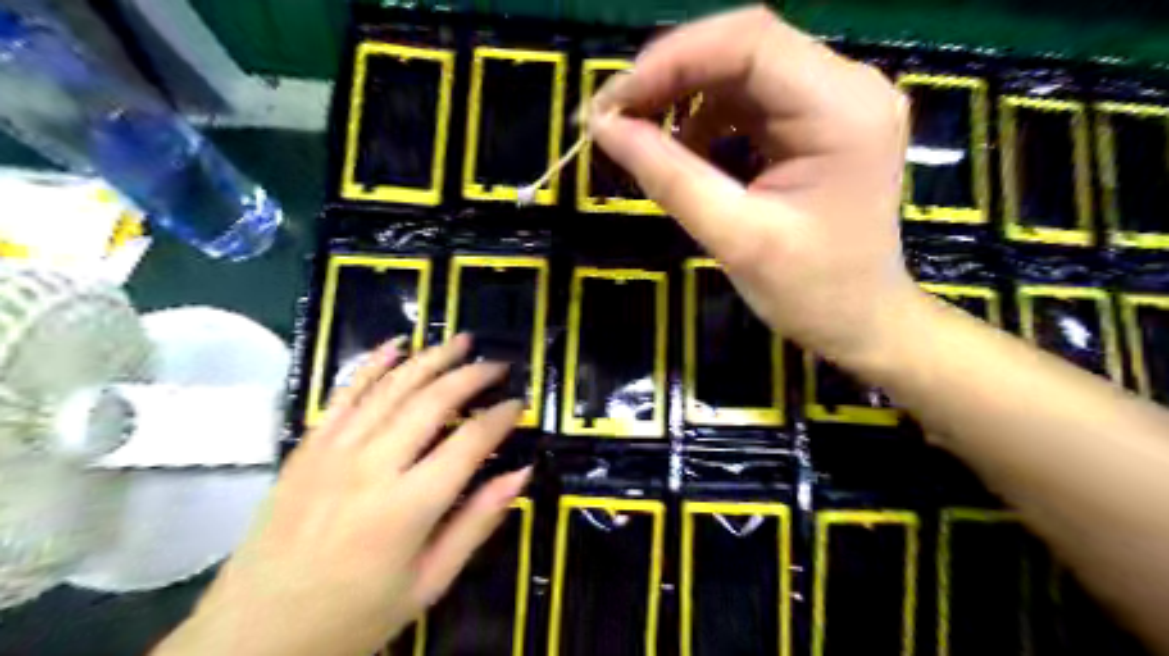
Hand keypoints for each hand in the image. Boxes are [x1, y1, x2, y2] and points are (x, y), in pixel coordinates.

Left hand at [157, 337, 533, 655]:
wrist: (252, 637)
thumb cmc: (352, 618)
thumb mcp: (428, 583)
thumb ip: (477, 523)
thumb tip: (521, 474)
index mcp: (408, 506)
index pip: (469, 442)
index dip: (500, 417)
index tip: (519, 404)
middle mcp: (372, 466)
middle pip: (432, 401)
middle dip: (472, 375)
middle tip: (498, 365)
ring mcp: (334, 450)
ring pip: (392, 387)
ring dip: (431, 358)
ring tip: (461, 341)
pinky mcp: (308, 447)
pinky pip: (345, 393)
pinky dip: (373, 364)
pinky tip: (396, 345)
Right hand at [594, 8, 921, 369]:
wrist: (860, 321)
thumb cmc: (811, 291)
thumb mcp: (735, 238)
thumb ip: (669, 177)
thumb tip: (605, 128)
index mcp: (842, 109)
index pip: (749, 43)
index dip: (671, 60)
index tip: (613, 102)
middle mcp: (846, 87)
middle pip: (744, 48)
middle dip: (671, 76)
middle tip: (615, 116)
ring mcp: (834, 101)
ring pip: (741, 70)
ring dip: (684, 95)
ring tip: (641, 134)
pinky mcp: (817, 122)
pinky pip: (749, 99)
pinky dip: (706, 116)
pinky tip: (684, 149)